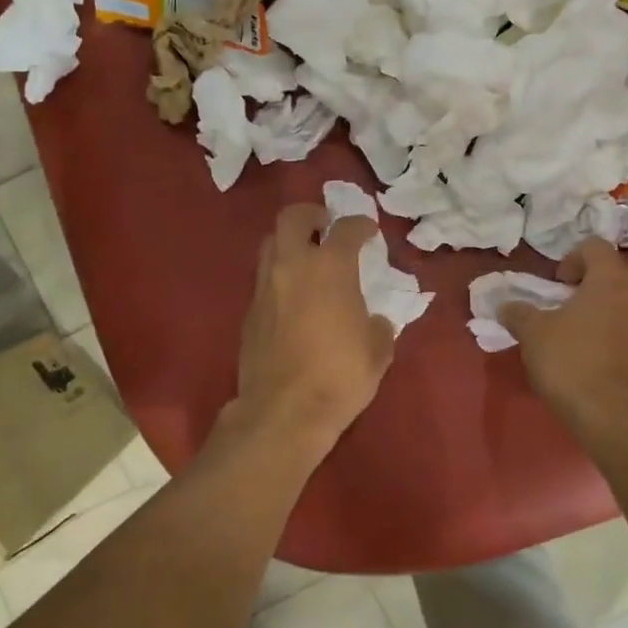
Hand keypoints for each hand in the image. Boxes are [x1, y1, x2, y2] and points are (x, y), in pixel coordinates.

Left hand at [227, 203, 396, 459]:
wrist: (283, 412)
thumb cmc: (339, 376)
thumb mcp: (377, 351)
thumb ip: (378, 326)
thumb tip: (373, 321)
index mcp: (330, 267)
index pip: (347, 228)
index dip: (362, 225)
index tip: (370, 231)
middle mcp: (293, 266)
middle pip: (293, 217)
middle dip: (312, 215)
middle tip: (326, 227)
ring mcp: (265, 287)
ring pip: (271, 243)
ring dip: (291, 242)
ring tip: (308, 259)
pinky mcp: (249, 312)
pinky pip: (264, 277)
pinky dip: (280, 276)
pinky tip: (294, 297)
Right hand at [500, 239, 627, 447]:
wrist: (622, 420)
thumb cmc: (574, 364)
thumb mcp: (534, 336)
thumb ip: (519, 314)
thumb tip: (505, 305)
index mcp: (612, 278)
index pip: (597, 246)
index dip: (575, 258)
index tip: (560, 283)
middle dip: (613, 277)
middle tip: (589, 298)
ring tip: (604, 332)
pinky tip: (620, 362)